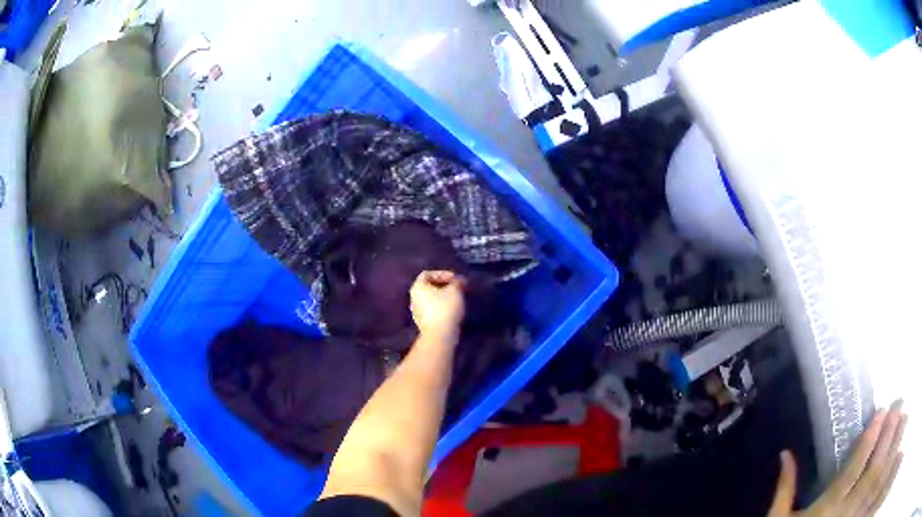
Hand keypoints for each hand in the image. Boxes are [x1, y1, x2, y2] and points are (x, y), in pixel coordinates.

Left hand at [410, 271, 465, 342]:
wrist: (440, 335)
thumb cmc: (445, 308)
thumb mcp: (455, 291)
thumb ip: (457, 282)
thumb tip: (459, 280)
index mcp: (417, 287)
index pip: (427, 274)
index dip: (442, 274)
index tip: (455, 279)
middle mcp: (413, 298)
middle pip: (429, 287)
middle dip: (444, 286)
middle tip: (457, 288)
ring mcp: (416, 311)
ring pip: (430, 299)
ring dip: (443, 297)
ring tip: (456, 299)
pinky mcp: (422, 322)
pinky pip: (432, 310)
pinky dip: (441, 307)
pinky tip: (452, 311)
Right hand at [768, 401, 907, 516]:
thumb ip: (784, 489)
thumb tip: (785, 453)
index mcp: (825, 509)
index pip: (853, 468)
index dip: (870, 438)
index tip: (881, 411)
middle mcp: (844, 512)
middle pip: (872, 470)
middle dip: (888, 435)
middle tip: (898, 406)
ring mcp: (852, 516)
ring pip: (877, 479)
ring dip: (892, 448)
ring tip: (902, 420)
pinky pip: (872, 492)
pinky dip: (884, 471)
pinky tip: (892, 453)